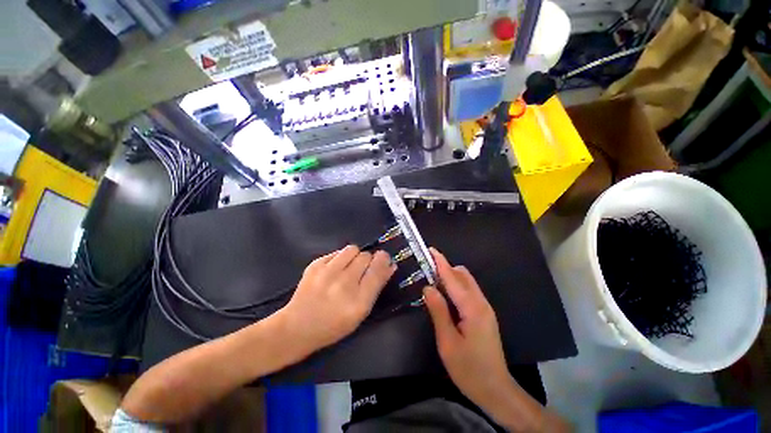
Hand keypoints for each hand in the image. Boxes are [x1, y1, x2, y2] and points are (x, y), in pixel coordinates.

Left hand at [280, 245, 395, 353]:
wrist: (297, 327)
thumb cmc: (334, 324)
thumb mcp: (361, 312)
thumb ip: (377, 287)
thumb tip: (390, 266)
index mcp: (358, 301)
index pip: (378, 270)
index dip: (384, 261)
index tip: (385, 258)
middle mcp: (344, 284)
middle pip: (366, 256)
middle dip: (368, 260)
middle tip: (362, 270)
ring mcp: (327, 273)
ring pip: (353, 249)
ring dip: (355, 256)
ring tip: (350, 266)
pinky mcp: (315, 265)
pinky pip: (337, 251)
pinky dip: (340, 258)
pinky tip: (335, 269)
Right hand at [423, 248, 515, 416]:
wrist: (496, 390)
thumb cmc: (469, 369)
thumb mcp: (447, 342)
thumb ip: (438, 311)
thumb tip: (428, 287)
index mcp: (472, 308)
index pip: (453, 278)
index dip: (441, 263)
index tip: (430, 250)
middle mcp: (481, 303)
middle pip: (463, 275)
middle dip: (445, 268)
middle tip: (426, 269)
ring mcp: (485, 308)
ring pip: (466, 282)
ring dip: (450, 277)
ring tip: (432, 281)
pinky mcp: (484, 314)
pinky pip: (468, 291)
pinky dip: (456, 287)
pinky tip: (445, 295)